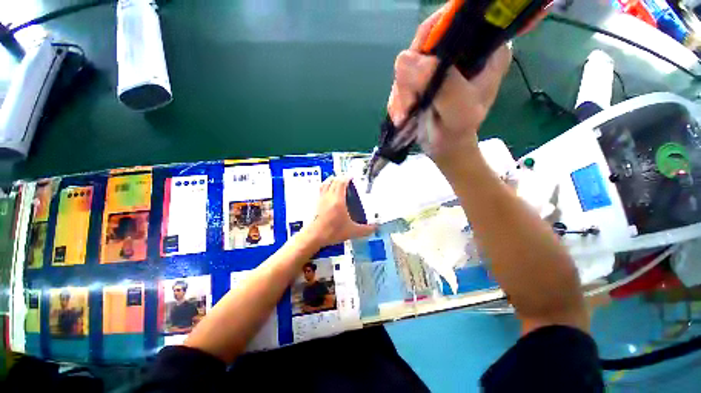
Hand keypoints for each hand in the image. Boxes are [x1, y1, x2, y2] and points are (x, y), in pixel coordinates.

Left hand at [302, 176, 375, 247]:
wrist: (314, 236)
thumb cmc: (332, 232)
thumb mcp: (352, 231)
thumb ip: (365, 230)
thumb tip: (375, 228)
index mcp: (338, 200)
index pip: (341, 182)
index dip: (347, 177)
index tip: (352, 177)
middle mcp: (329, 196)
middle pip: (333, 180)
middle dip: (341, 177)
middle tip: (347, 179)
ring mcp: (321, 199)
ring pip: (325, 183)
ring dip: (332, 180)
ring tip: (337, 181)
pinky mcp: (316, 203)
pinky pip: (321, 189)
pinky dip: (326, 186)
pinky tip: (329, 192)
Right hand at [387, 6, 511, 169]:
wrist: (445, 147)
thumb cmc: (458, 132)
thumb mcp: (459, 112)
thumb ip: (443, 86)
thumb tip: (406, 59)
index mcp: (483, 49)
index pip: (455, 22)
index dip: (431, 37)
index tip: (417, 67)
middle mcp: (460, 51)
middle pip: (424, 43)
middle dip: (409, 77)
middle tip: (408, 104)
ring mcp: (438, 65)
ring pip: (407, 64)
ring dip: (400, 93)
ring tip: (403, 117)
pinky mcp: (422, 78)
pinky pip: (401, 81)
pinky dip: (396, 100)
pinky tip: (400, 116)